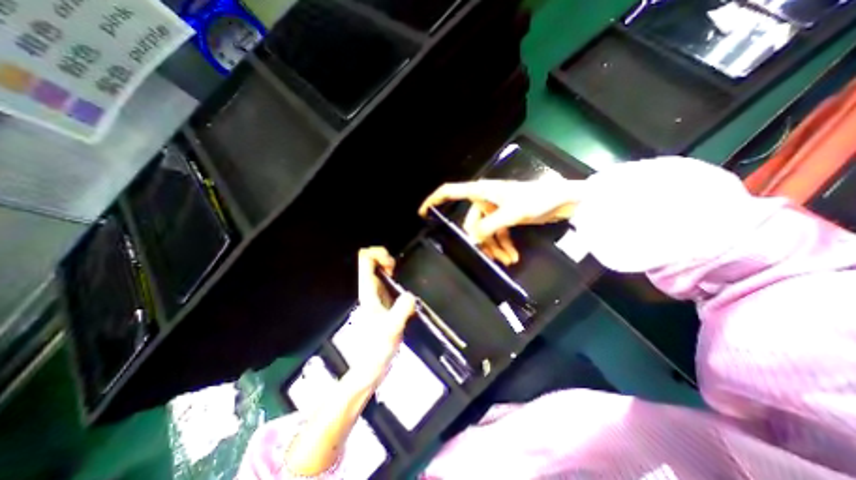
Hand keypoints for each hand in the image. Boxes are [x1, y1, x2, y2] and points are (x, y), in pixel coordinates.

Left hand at [345, 249, 416, 388]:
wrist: (371, 365)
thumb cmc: (378, 348)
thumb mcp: (392, 329)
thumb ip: (401, 312)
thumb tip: (411, 295)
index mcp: (367, 291)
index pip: (365, 261)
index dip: (378, 254)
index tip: (392, 265)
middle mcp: (369, 290)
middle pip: (370, 260)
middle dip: (384, 258)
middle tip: (396, 269)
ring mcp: (375, 295)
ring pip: (377, 269)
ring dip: (388, 266)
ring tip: (399, 275)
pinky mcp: (382, 301)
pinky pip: (385, 280)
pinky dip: (393, 276)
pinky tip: (401, 286)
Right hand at [418, 177, 578, 263]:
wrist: (563, 200)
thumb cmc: (537, 199)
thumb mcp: (512, 213)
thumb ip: (490, 226)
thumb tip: (472, 239)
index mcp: (482, 192)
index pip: (451, 192)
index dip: (434, 200)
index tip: (423, 213)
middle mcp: (485, 199)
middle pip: (472, 223)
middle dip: (481, 242)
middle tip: (489, 258)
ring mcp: (495, 209)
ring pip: (486, 231)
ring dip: (495, 247)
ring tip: (507, 261)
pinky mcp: (506, 217)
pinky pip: (498, 233)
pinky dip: (503, 245)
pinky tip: (512, 257)